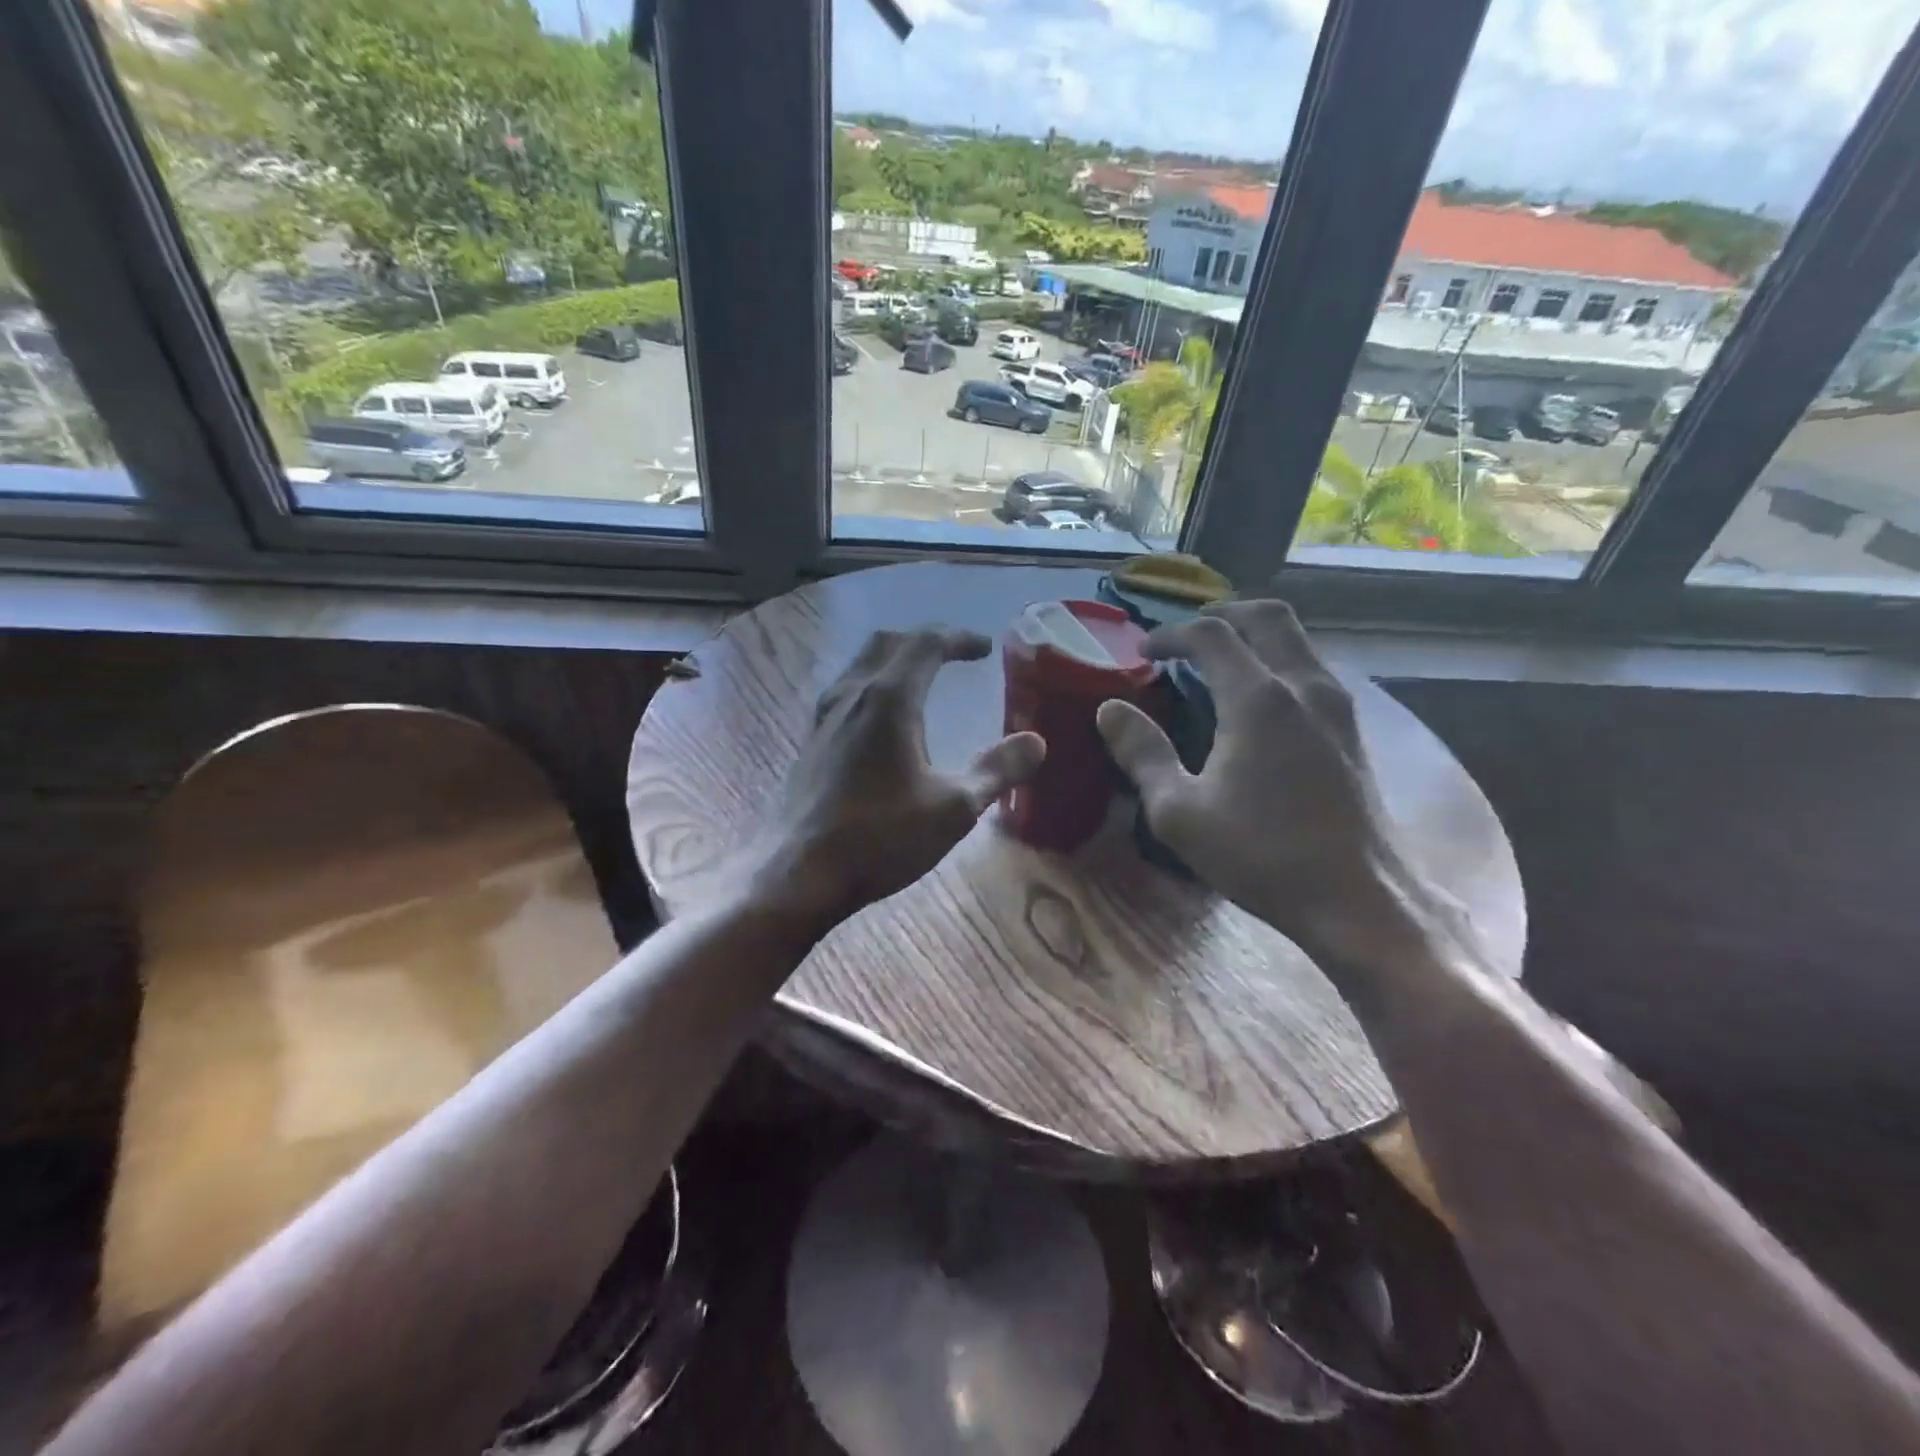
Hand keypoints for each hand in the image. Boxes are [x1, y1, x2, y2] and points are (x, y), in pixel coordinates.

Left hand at [746, 628, 1044, 933]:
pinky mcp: (811, 741)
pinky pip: (846, 691)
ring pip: (861, 664)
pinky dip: (874, 684)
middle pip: (888, 643)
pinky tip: (882, 718)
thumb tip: (1036, 742)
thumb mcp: (954, 808)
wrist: (800, 873)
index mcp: (889, 699)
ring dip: (895, 658)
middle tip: (954, 653)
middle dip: (925, 640)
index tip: (985, 648)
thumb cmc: (881, 837)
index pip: (926, 644)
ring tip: (921, 677)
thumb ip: (997, 771)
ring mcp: (824, 717)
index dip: (959, 639)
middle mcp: (852, 695)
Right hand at [1096, 601, 1428, 956]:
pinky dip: (1278, 661)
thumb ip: (1142, 754)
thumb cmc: (1261, 855)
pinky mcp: (1353, 730)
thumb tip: (1110, 710)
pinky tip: (1259, 699)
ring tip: (1219, 661)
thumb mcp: (1179, 812)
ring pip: (1296, 640)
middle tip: (1187, 635)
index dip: (1171, 634)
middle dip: (1222, 614)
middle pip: (1267, 618)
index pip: (1211, 636)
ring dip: (1254, 636)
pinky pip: (1311, 669)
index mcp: (1257, 700)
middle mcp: (1304, 686)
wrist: (1358, 899)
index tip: (1144, 651)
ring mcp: (1337, 706)